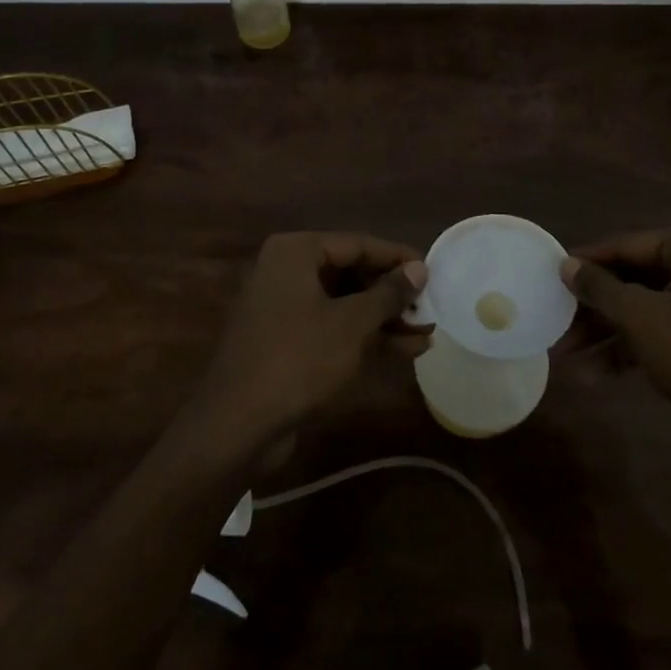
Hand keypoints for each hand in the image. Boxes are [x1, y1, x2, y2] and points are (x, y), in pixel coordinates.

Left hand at [195, 232, 427, 449]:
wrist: (238, 425)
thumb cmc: (299, 359)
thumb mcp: (352, 324)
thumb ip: (388, 293)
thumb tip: (419, 269)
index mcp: (295, 252)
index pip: (357, 244)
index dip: (397, 258)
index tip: (432, 270)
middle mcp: (287, 271)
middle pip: (351, 273)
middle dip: (393, 294)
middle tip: (430, 307)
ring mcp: (285, 308)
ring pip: (345, 304)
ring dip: (385, 318)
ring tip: (427, 331)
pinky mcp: (288, 342)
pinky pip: (333, 328)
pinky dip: (366, 337)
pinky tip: (406, 349)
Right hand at [563, 226, 670, 501]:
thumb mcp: (641, 319)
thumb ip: (600, 288)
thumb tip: (566, 264)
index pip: (623, 246)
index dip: (584, 265)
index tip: (548, 281)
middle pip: (632, 279)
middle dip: (593, 308)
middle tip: (557, 328)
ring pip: (644, 309)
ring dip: (607, 334)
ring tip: (568, 360)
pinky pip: (662, 332)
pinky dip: (632, 349)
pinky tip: (597, 375)